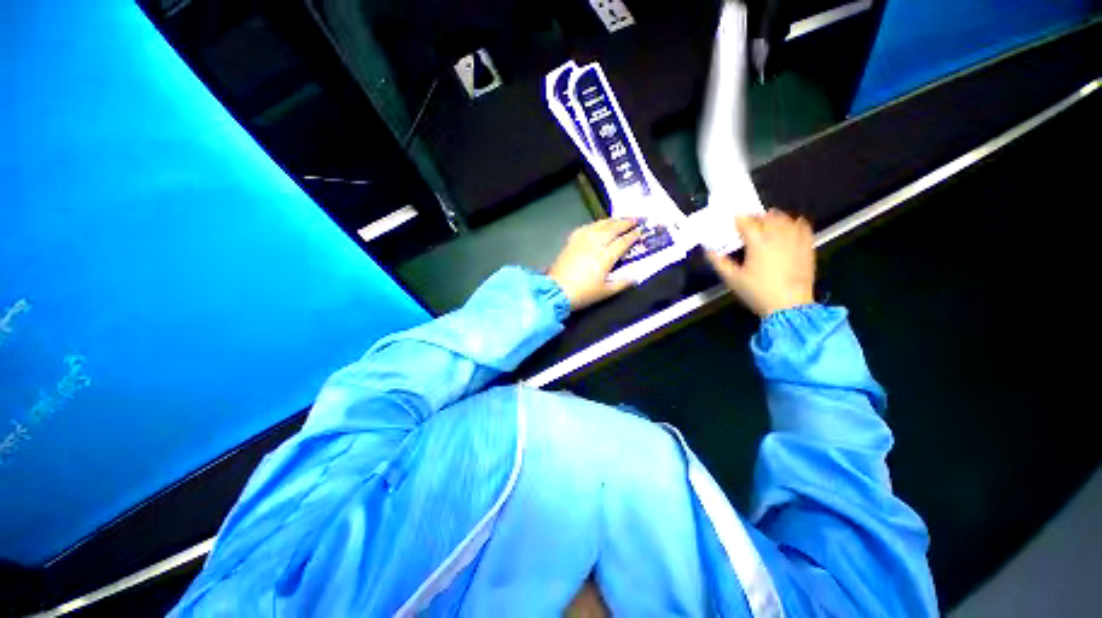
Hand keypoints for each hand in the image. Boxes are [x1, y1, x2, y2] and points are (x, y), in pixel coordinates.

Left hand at [548, 218, 641, 310]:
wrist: (556, 290)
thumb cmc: (582, 293)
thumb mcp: (605, 292)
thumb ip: (622, 283)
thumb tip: (634, 277)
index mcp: (605, 257)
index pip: (623, 242)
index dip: (633, 236)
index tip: (641, 232)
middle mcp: (595, 244)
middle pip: (613, 229)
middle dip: (625, 223)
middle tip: (635, 220)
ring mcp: (582, 241)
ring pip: (599, 225)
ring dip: (611, 221)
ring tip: (619, 219)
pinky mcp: (572, 241)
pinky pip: (586, 227)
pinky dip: (595, 224)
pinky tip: (597, 225)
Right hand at [706, 209, 815, 317]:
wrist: (789, 306)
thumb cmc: (757, 292)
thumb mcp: (732, 279)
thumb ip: (719, 263)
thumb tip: (709, 251)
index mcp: (757, 243)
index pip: (747, 222)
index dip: (739, 218)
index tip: (733, 219)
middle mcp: (777, 237)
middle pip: (767, 217)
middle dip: (756, 216)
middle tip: (748, 221)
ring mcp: (795, 241)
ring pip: (786, 219)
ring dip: (775, 217)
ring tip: (768, 220)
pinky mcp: (807, 247)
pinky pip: (803, 228)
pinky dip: (796, 223)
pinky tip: (792, 224)